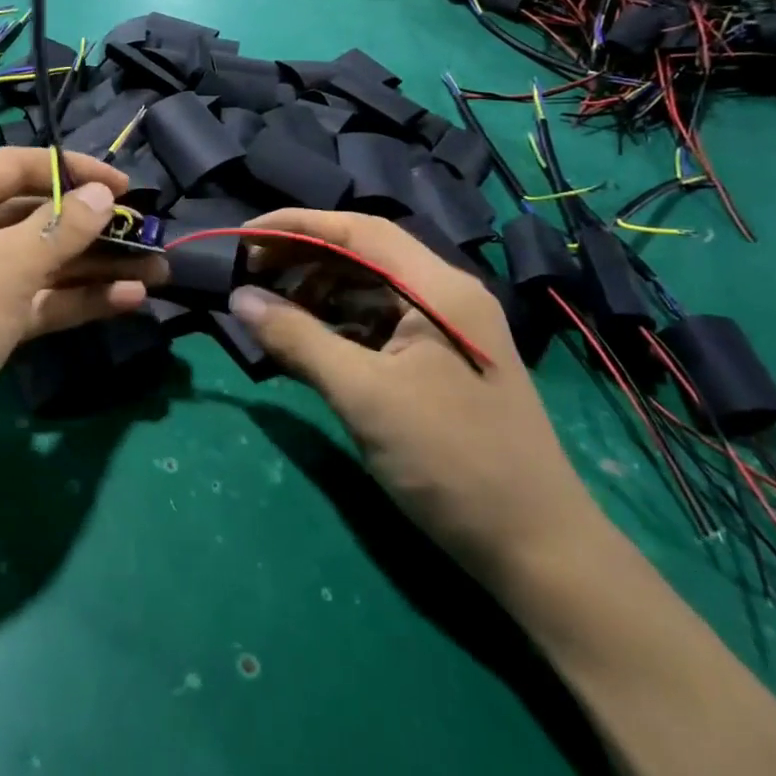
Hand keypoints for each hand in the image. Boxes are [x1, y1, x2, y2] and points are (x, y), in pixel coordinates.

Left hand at [0, 148, 165, 504]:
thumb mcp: (1, 270)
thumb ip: (58, 229)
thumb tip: (102, 194)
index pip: (15, 168)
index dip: (72, 171)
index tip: (125, 187)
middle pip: (32, 218)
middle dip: (91, 228)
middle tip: (147, 236)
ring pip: (39, 265)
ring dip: (94, 268)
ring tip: (155, 271)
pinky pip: (33, 303)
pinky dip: (74, 301)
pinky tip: (126, 301)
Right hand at [227, 209, 603, 587]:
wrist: (536, 549)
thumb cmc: (451, 461)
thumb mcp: (364, 396)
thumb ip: (298, 339)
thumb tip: (239, 298)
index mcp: (439, 289)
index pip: (359, 230)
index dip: (297, 225)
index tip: (243, 237)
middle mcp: (446, 297)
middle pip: (364, 254)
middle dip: (304, 257)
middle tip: (250, 272)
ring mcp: (447, 331)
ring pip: (370, 290)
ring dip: (319, 291)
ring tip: (272, 308)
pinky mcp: (441, 364)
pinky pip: (379, 324)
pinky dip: (339, 324)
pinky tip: (309, 342)